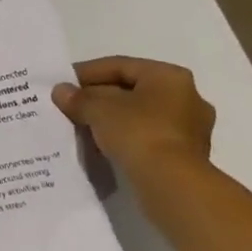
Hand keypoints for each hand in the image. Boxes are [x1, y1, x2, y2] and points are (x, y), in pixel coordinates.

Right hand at [52, 56, 214, 177]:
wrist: (172, 185)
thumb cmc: (138, 133)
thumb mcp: (98, 109)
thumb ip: (78, 98)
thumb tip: (61, 91)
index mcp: (169, 76)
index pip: (120, 66)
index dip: (86, 72)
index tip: (62, 83)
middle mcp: (187, 97)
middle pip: (131, 90)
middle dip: (99, 97)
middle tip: (71, 105)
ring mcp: (190, 128)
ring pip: (140, 115)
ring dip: (111, 118)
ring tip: (82, 125)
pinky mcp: (186, 155)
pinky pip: (147, 136)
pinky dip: (125, 137)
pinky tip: (103, 144)